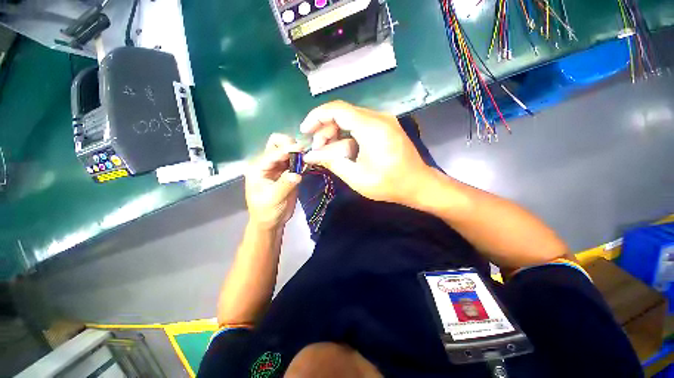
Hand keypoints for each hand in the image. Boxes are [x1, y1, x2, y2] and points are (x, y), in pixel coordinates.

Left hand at [245, 134, 301, 229]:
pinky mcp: (288, 172)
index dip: (285, 149)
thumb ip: (285, 185)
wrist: (271, 221)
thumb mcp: (273, 199)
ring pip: (287, 151)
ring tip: (307, 156)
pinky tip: (308, 162)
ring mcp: (278, 167)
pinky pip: (295, 161)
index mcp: (258, 168)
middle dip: (290, 144)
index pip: (272, 153)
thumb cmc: (266, 211)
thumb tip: (297, 174)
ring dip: (297, 152)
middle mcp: (267, 164)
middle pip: (277, 144)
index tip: (300, 148)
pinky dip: (302, 160)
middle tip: (302, 151)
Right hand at [300, 101, 434, 206]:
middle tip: (317, 149)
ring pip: (350, 119)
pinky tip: (343, 150)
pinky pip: (360, 126)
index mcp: (372, 127)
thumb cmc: (389, 184)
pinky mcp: (385, 127)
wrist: (418, 185)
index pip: (337, 109)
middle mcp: (378, 117)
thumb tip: (310, 155)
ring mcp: (384, 121)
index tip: (304, 131)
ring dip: (336, 134)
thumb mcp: (356, 177)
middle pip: (342, 113)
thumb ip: (331, 162)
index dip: (316, 117)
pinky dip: (348, 136)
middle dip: (325, 129)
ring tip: (328, 153)